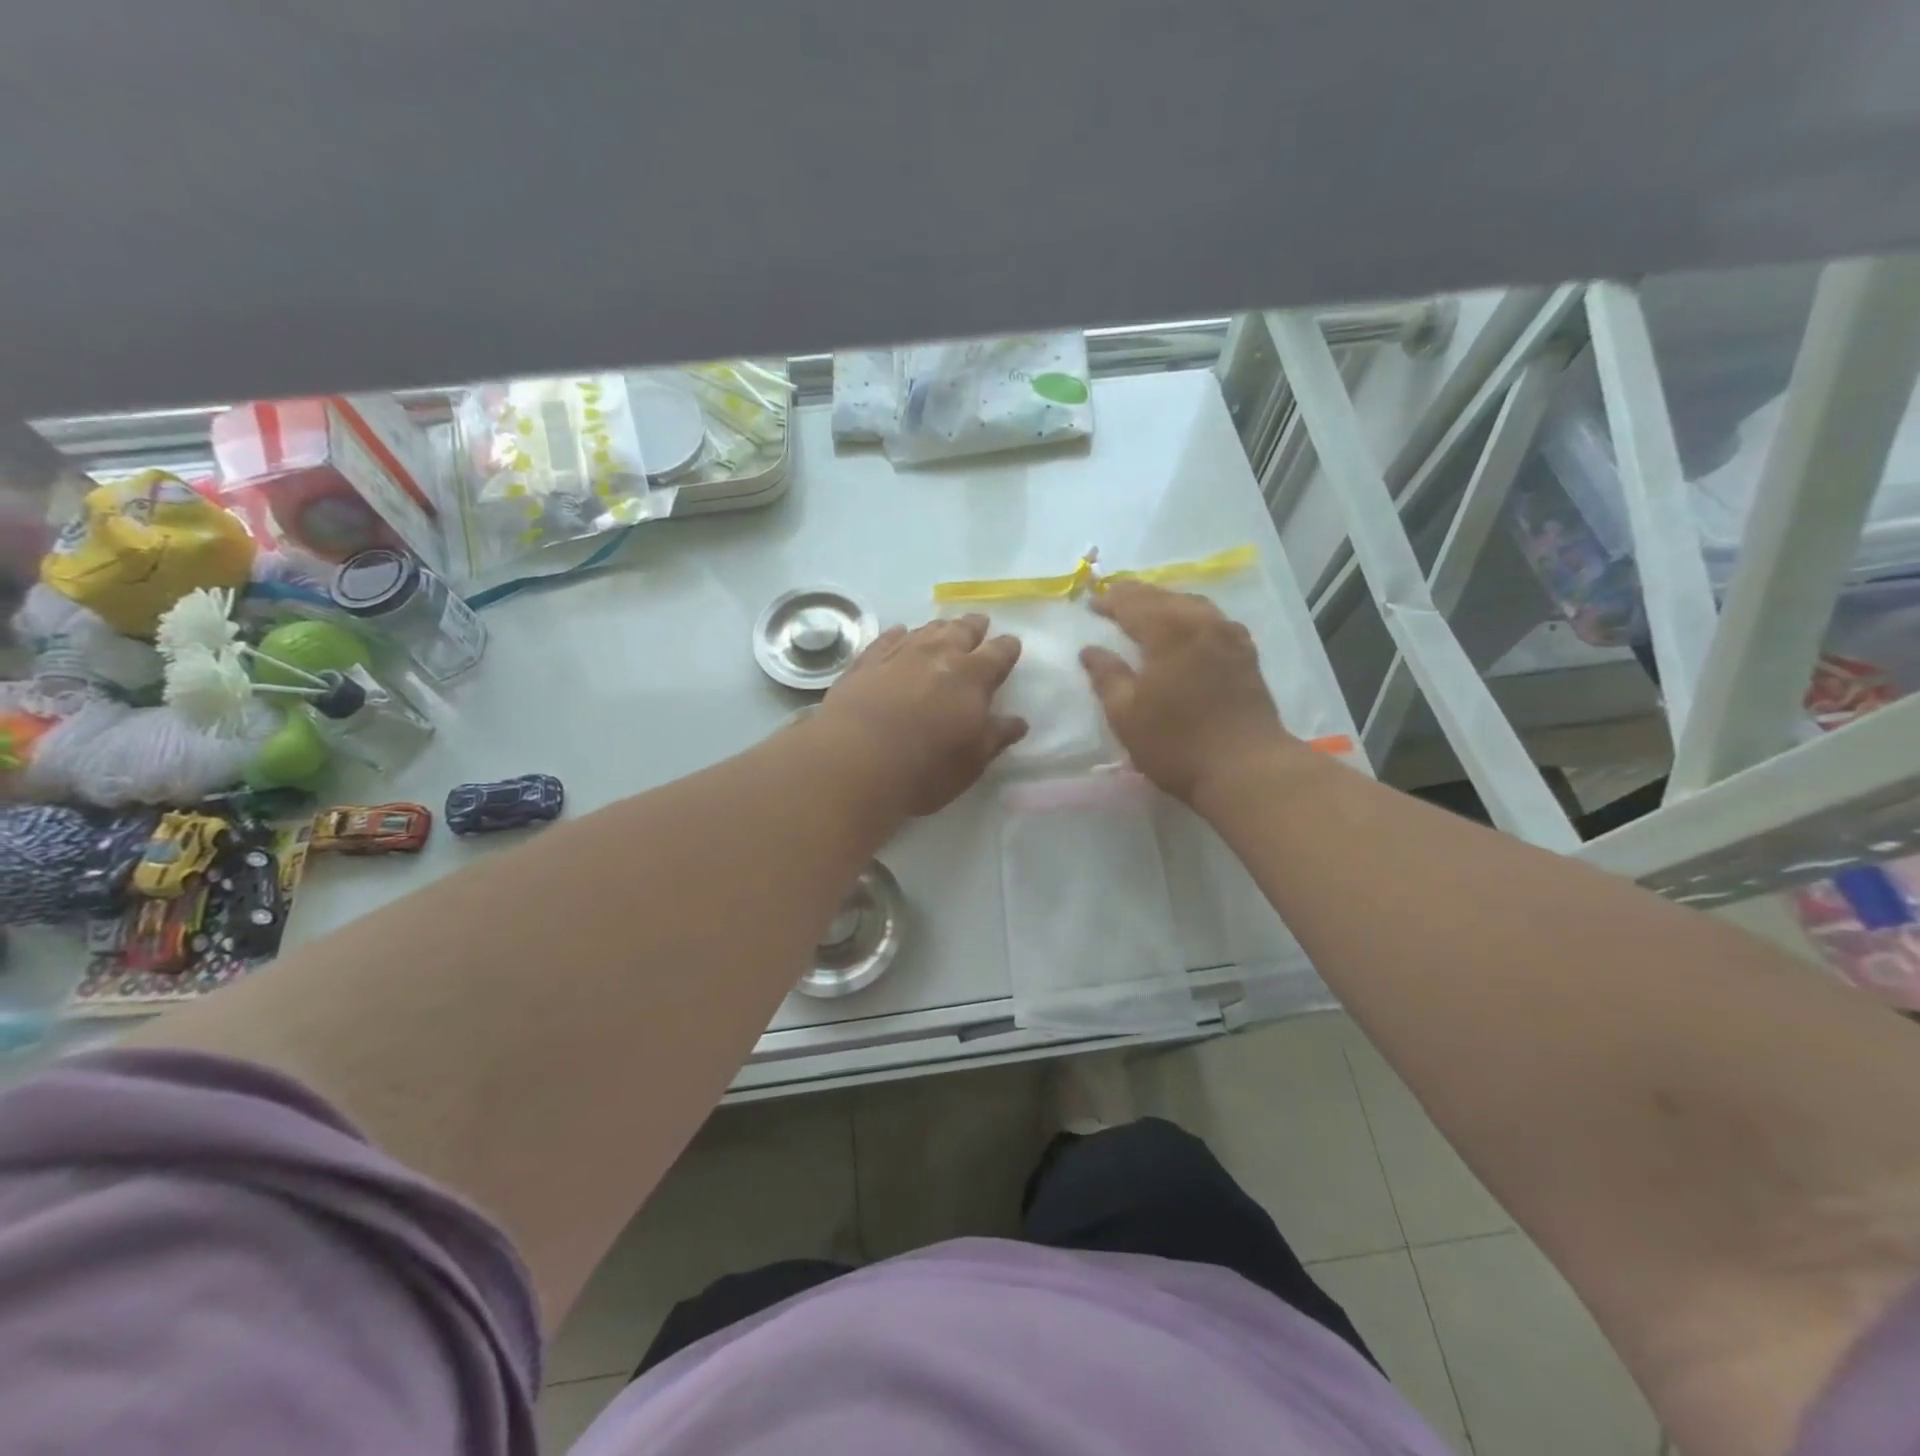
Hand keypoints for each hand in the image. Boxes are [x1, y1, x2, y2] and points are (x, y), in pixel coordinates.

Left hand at [817, 615, 1027, 816]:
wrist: (855, 762)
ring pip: (925, 630)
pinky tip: (899, 633)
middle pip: (962, 630)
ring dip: (939, 628)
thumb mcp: (971, 761)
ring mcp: (899, 654)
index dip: (1007, 649)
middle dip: (974, 627)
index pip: (999, 653)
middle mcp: (938, 655)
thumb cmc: (925, 768)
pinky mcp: (865, 662)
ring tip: (944, 628)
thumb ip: (996, 736)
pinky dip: (898, 634)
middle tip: (979, 624)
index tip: (1011, 646)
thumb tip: (1018, 722)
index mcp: (973, 677)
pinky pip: (887, 638)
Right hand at [1080, 581, 1291, 803]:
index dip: (1110, 602)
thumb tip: (1090, 651)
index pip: (1133, 604)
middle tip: (1113, 597)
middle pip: (1165, 597)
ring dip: (1165, 602)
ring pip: (1192, 604)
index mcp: (1169, 631)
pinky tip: (1187, 628)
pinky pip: (1212, 620)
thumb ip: (1107, 677)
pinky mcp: (1246, 655)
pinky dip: (1191, 616)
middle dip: (1136, 595)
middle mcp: (1202, 623)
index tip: (1090, 604)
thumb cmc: (1176, 743)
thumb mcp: (1126, 715)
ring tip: (1147, 608)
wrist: (1246, 768)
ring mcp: (1230, 636)